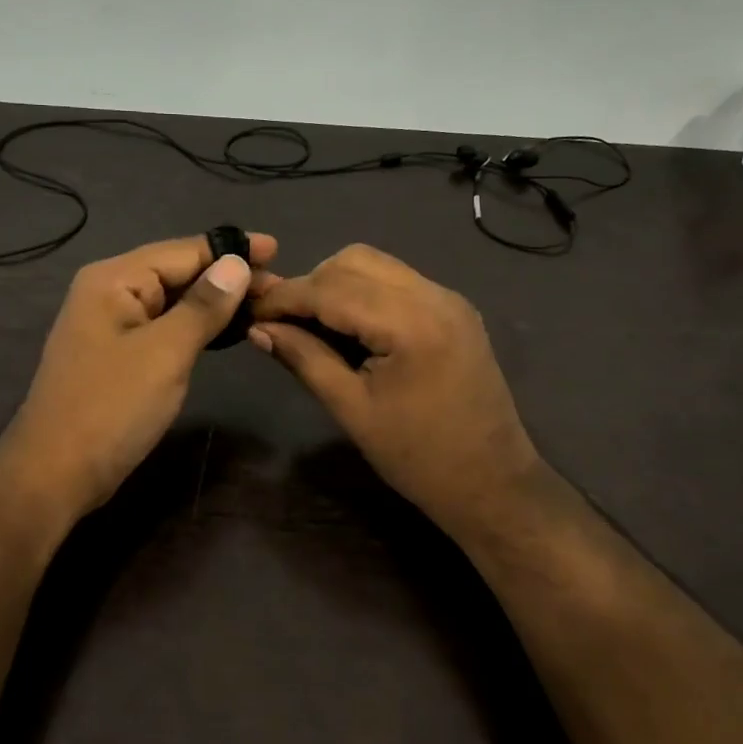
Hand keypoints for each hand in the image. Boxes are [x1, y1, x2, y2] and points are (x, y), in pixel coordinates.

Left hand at [0, 233, 275, 523]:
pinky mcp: (118, 354)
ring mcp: (111, 325)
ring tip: (261, 304)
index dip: (231, 249)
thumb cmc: (111, 408)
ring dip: (215, 302)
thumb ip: (203, 306)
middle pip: (177, 272)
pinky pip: (164, 326)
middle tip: (278, 287)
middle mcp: (109, 292)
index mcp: (114, 280)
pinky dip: (196, 326)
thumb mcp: (165, 354)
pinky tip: (224, 330)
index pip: (183, 251)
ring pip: (172, 301)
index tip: (277, 250)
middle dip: (227, 276)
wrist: (56, 473)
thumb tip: (236, 264)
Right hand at [248, 245, 543, 542]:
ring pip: (376, 265)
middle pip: (354, 261)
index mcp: (410, 323)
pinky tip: (350, 327)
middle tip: (283, 322)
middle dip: (310, 284)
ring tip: (313, 324)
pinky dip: (365, 293)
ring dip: (337, 285)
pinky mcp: (455, 310)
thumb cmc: (417, 457)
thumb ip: (304, 358)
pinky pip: (398, 282)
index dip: (285, 297)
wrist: (492, 483)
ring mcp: (449, 299)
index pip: (331, 289)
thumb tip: (258, 329)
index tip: (250, 312)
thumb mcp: (351, 409)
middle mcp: (434, 296)